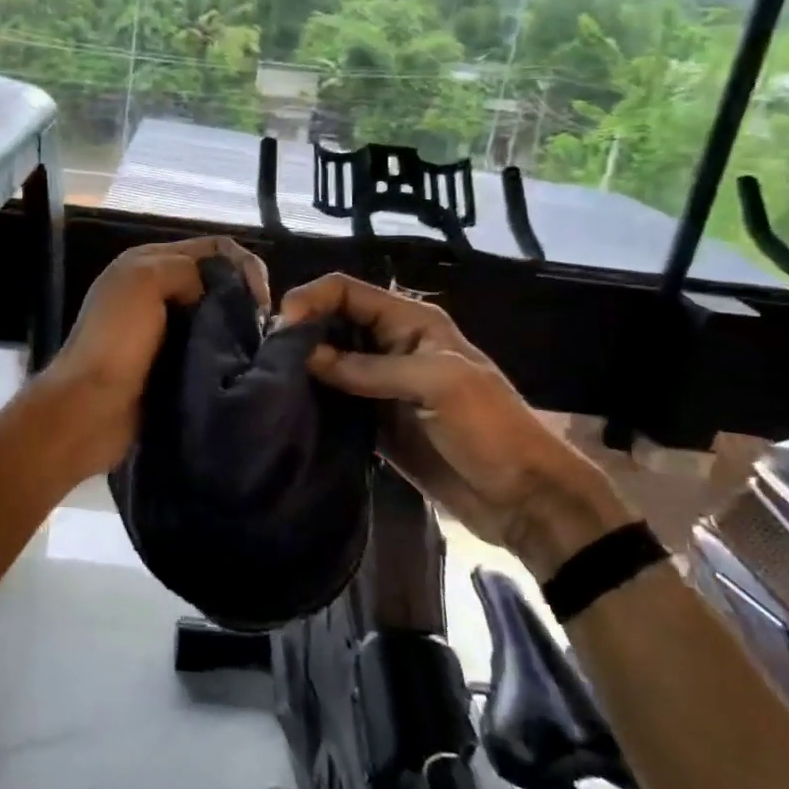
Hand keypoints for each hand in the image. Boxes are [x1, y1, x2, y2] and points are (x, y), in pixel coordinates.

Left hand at [42, 236, 268, 477]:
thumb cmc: (116, 341)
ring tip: (256, 349)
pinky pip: (207, 348)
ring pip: (215, 316)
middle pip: (216, 281)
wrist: (89, 409)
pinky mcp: (169, 364)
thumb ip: (185, 269)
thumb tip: (216, 293)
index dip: (244, 265)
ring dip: (237, 328)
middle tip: (262, 328)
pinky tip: (239, 366)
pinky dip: (225, 353)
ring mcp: (162, 329)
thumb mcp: (145, 281)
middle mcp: (156, 289)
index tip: (260, 300)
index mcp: (148, 262)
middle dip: (243, 297)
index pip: (214, 248)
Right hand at [278, 273, 631, 579]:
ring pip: (328, 361)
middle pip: (332, 322)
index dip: (311, 299)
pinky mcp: (374, 420)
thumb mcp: (436, 384)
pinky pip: (335, 399)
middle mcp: (390, 345)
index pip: (347, 291)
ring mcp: (380, 384)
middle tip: (267, 358)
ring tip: (269, 381)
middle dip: (300, 332)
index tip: (280, 328)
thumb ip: (369, 369)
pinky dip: (312, 399)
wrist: (522, 498)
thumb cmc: (488, 428)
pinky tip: (288, 407)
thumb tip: (305, 356)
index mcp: (410, 322)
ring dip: (302, 367)